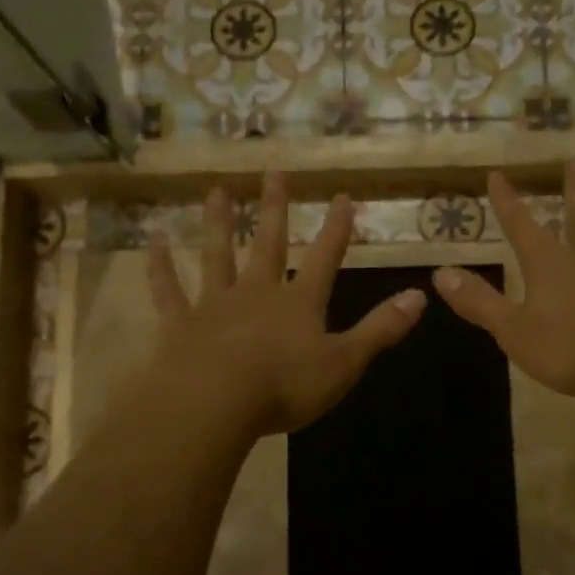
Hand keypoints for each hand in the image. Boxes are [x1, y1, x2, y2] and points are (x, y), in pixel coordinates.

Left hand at [145, 173, 425, 436]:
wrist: (213, 404)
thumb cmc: (284, 387)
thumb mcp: (345, 363)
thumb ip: (381, 329)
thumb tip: (421, 297)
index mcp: (299, 303)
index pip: (325, 258)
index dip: (337, 228)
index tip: (342, 196)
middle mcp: (257, 293)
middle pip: (269, 243)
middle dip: (276, 208)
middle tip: (275, 170)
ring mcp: (215, 304)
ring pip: (217, 255)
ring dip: (219, 222)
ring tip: (218, 190)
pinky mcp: (180, 323)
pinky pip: (168, 289)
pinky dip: (160, 265)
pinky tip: (154, 240)